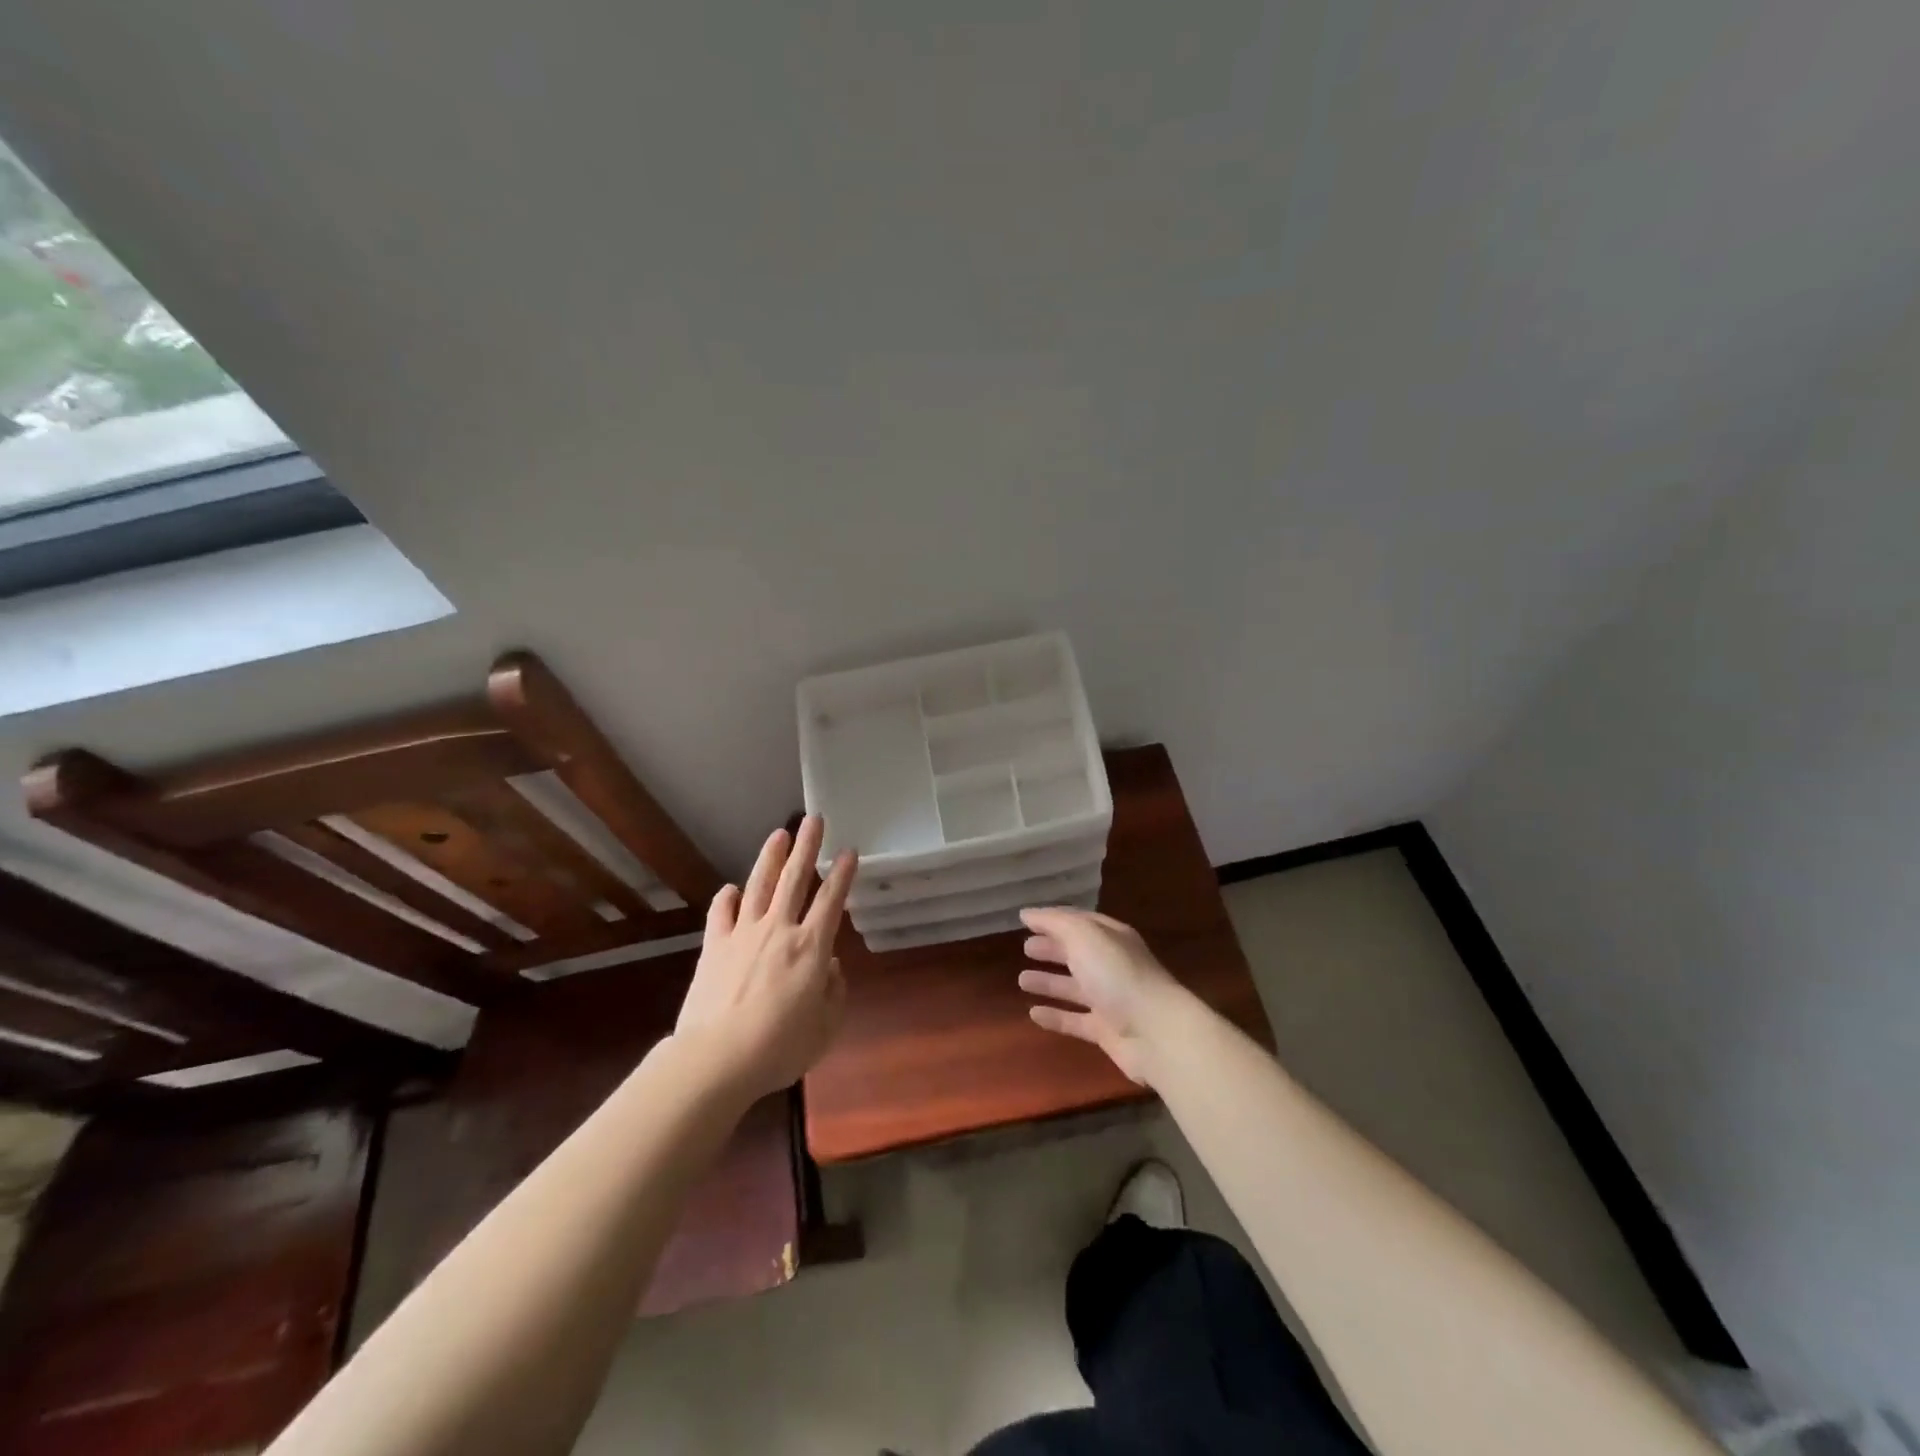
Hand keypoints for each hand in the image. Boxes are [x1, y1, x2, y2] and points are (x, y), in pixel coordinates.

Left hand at [676, 815, 855, 1100]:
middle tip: (814, 820)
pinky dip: (727, 898)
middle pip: (796, 879)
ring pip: (759, 885)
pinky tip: (731, 889)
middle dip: (807, 847)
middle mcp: (779, 930)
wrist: (717, 1058)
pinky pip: (721, 913)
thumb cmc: (780, 1047)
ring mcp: (743, 934)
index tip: (849, 851)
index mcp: (811, 947)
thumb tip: (829, 968)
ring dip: (771, 858)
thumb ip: (834, 992)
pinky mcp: (714, 946)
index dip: (842, 874)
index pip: (831, 900)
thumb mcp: (825, 1027)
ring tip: (779, 834)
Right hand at [1017, 907, 1187, 1086]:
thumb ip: (1055, 923)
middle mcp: (1111, 965)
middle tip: (1025, 948)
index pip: (1079, 921)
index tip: (1026, 920)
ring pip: (1074, 987)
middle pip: (1077, 953)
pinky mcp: (1106, 1030)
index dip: (1053, 920)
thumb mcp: (1085, 936)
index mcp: (1110, 937)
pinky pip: (1075, 1020)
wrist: (1156, 1032)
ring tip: (1021, 980)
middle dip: (1052, 948)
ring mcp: (1110, 999)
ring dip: (1049, 982)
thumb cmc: (1118, 975)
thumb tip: (1027, 913)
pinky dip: (1055, 1016)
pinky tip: (1033, 1014)